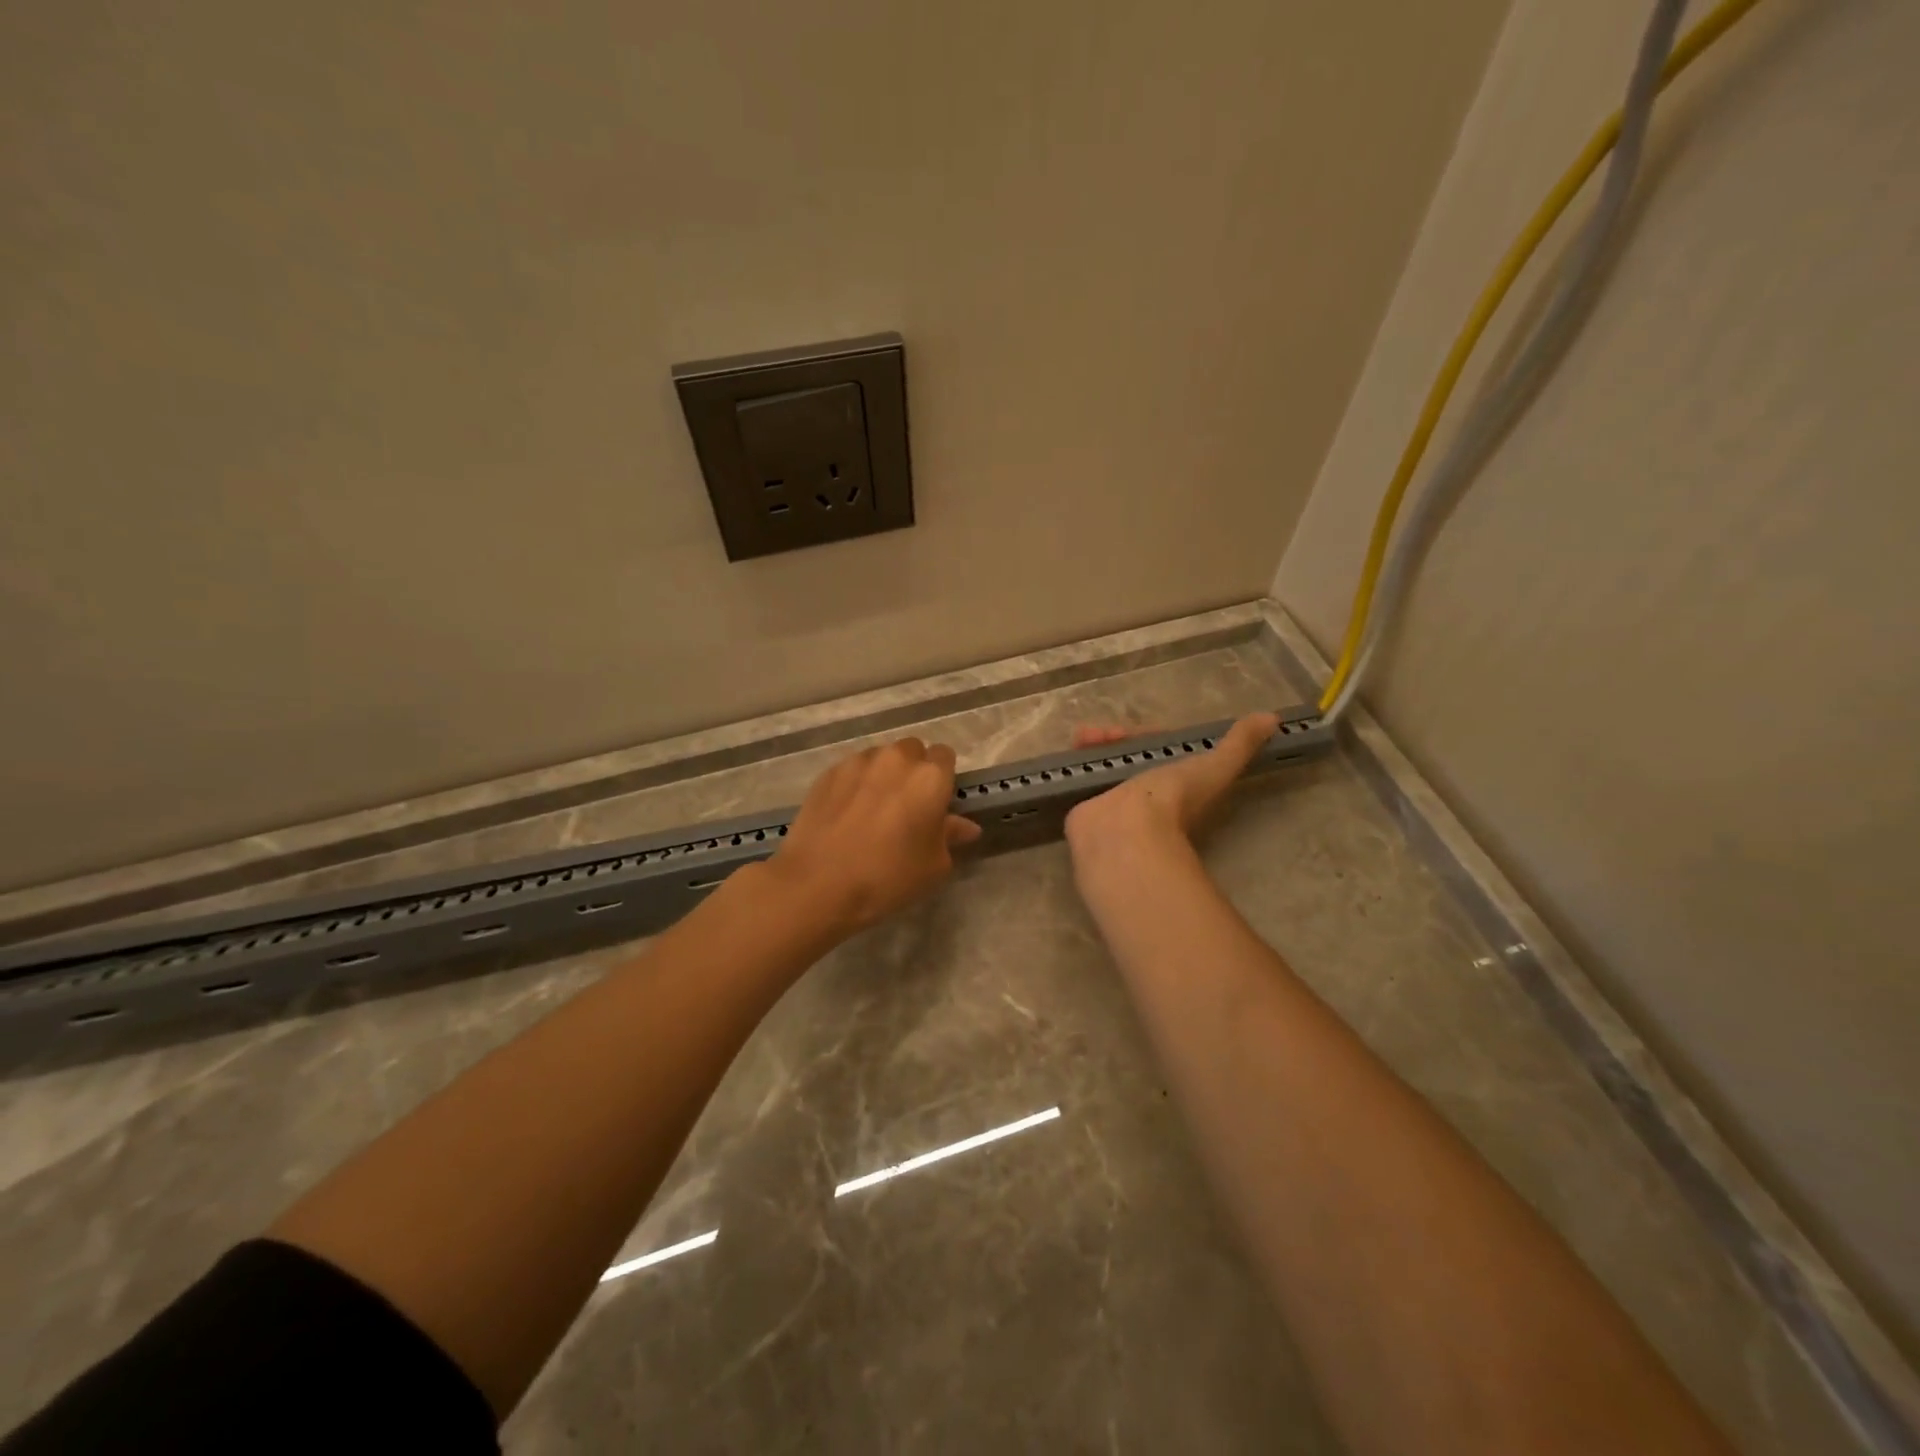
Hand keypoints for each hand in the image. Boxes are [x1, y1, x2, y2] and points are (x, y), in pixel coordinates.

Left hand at [768, 736, 981, 934]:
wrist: (818, 884)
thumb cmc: (888, 877)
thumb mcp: (933, 866)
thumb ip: (951, 837)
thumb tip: (966, 826)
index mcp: (930, 777)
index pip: (945, 756)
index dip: (942, 778)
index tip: (936, 803)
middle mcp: (896, 759)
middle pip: (912, 750)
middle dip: (913, 770)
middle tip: (906, 806)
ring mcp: (858, 762)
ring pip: (880, 757)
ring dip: (884, 774)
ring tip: (873, 809)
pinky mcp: (829, 772)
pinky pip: (852, 770)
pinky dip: (856, 784)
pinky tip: (847, 813)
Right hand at [1063, 713, 1278, 864]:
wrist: (1126, 833)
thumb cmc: (1172, 802)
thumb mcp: (1214, 767)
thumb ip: (1239, 745)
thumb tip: (1274, 719)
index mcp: (1175, 785)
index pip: (1160, 750)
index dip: (1149, 735)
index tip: (1138, 730)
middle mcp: (1145, 794)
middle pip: (1129, 754)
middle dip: (1117, 739)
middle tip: (1101, 733)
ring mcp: (1114, 802)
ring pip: (1104, 762)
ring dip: (1095, 746)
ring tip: (1083, 738)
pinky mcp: (1087, 808)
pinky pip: (1081, 777)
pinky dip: (1075, 763)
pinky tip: (1071, 753)